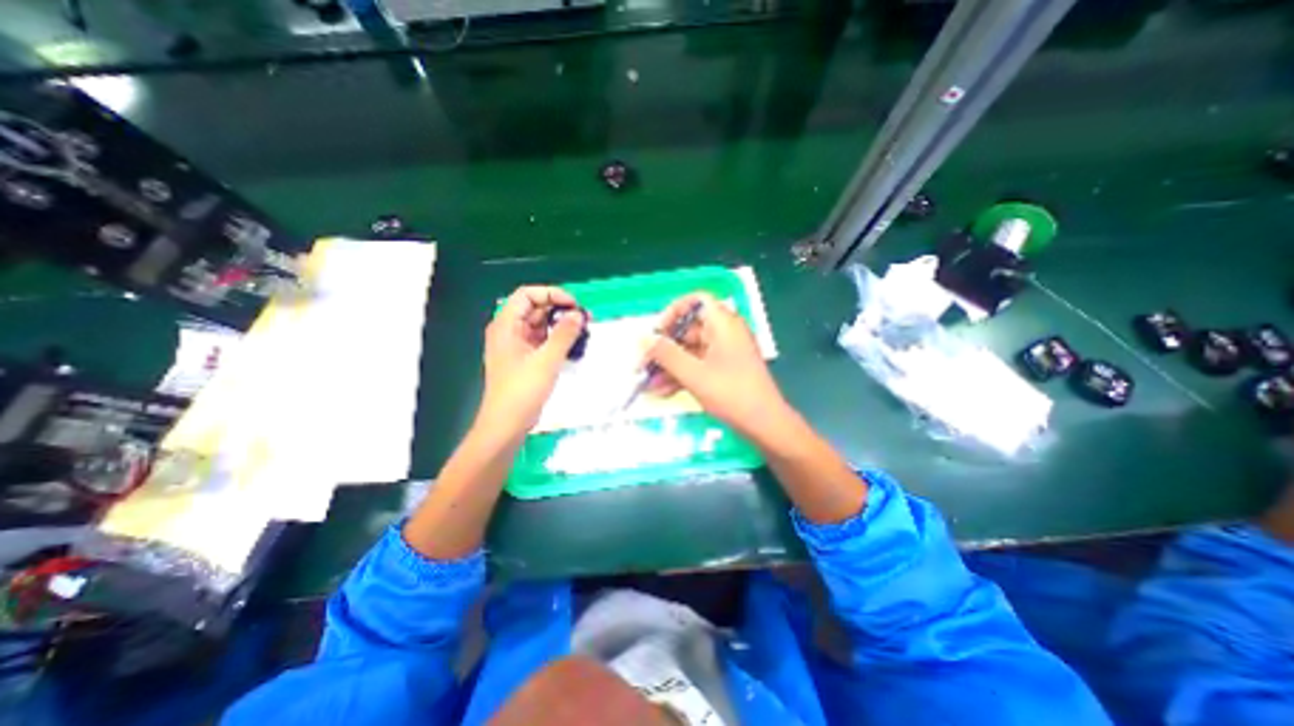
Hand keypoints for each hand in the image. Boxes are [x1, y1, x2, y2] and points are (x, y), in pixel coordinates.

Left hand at [480, 286, 586, 437]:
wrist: (507, 424)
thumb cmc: (522, 390)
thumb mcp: (547, 360)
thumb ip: (564, 334)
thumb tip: (579, 315)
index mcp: (506, 325)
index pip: (527, 295)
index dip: (551, 294)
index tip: (574, 306)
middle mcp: (509, 331)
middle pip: (535, 308)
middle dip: (559, 309)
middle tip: (584, 319)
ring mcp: (516, 346)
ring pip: (540, 325)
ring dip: (560, 325)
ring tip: (582, 331)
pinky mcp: (524, 359)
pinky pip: (542, 340)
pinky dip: (557, 339)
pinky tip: (573, 345)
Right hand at [643, 291, 787, 438]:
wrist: (764, 425)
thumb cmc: (731, 393)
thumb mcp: (693, 374)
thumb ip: (666, 354)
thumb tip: (643, 339)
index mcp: (723, 324)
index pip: (696, 301)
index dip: (673, 312)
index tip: (657, 332)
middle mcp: (725, 333)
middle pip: (688, 330)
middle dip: (664, 348)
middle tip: (643, 364)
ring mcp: (725, 353)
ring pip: (690, 351)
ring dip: (668, 366)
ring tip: (647, 384)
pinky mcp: (724, 370)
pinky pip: (697, 366)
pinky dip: (681, 376)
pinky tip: (662, 392)